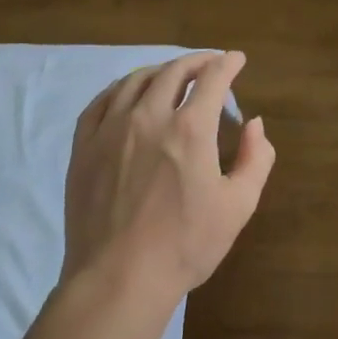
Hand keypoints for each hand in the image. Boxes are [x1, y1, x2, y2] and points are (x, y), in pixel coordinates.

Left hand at [62, 51, 275, 305]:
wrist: (118, 279)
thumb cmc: (185, 245)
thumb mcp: (238, 206)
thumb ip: (255, 159)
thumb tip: (253, 124)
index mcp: (190, 129)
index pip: (213, 79)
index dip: (228, 64)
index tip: (237, 59)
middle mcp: (149, 117)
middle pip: (173, 72)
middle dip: (197, 61)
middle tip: (210, 63)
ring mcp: (110, 130)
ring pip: (135, 81)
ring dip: (160, 71)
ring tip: (172, 75)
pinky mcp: (83, 148)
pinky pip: (100, 102)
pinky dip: (120, 88)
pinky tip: (127, 94)